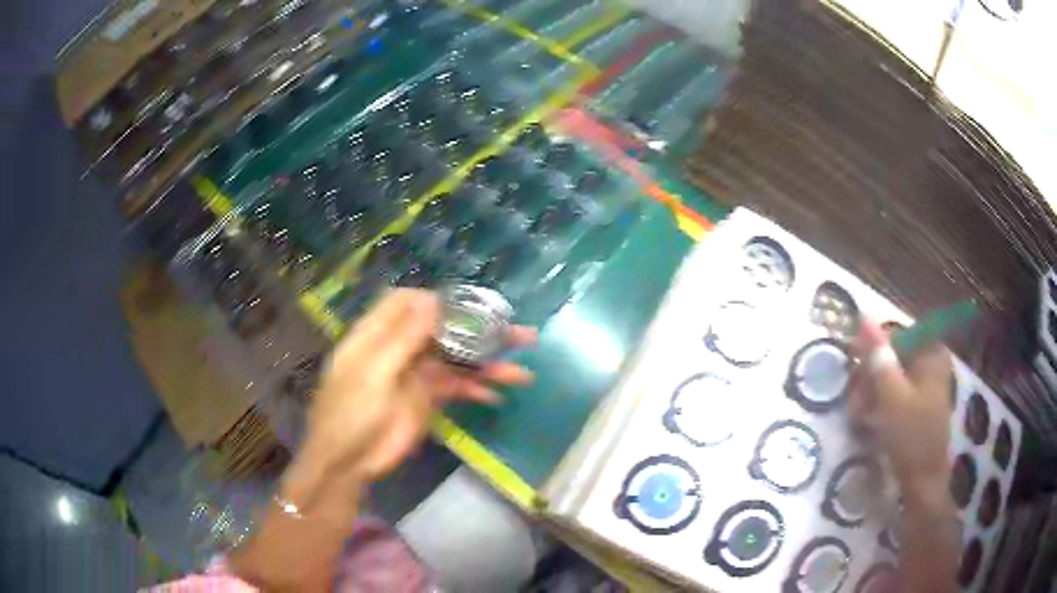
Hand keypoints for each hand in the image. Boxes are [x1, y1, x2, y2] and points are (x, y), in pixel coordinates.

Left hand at [302, 288, 535, 483]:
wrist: (348, 462)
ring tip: (522, 371)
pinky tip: (497, 395)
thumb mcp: (372, 373)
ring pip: (456, 360)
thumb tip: (433, 300)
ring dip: (487, 363)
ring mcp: (416, 374)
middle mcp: (399, 348)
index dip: (437, 300)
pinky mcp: (428, 400)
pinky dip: (476, 389)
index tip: (470, 306)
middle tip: (518, 332)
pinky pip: (457, 387)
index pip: (407, 303)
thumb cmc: (350, 414)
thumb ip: (402, 338)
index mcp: (377, 334)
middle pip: (442, 329)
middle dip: (477, 329)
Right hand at [850, 320, 953, 503]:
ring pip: (891, 376)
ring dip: (871, 393)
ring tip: (858, 416)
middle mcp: (930, 362)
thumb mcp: (892, 396)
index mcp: (931, 353)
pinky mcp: (918, 404)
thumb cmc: (911, 437)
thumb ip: (878, 357)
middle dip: (870, 377)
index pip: (896, 334)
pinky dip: (879, 404)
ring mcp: (925, 384)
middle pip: (893, 355)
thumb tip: (863, 316)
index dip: (872, 348)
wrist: (923, 483)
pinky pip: (895, 393)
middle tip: (854, 400)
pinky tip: (868, 421)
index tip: (853, 365)